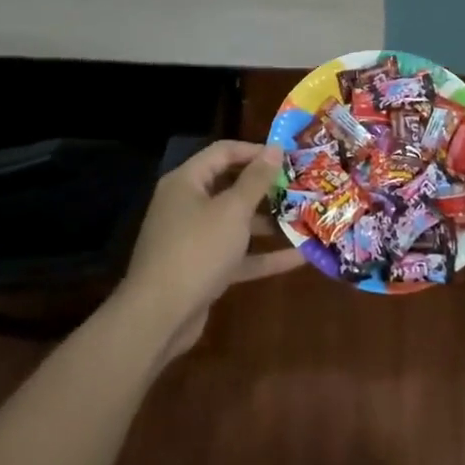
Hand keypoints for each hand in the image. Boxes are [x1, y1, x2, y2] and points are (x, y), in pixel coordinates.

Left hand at [120, 141, 299, 358]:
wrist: (159, 317)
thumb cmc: (197, 250)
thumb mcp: (232, 211)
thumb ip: (256, 180)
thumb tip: (274, 148)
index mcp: (187, 182)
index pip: (223, 152)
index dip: (255, 151)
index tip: (288, 157)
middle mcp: (187, 205)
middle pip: (230, 187)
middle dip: (266, 188)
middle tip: (301, 187)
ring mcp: (194, 239)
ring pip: (235, 223)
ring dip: (268, 222)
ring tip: (305, 218)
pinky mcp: (202, 269)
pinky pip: (236, 255)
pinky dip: (263, 255)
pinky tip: (299, 257)